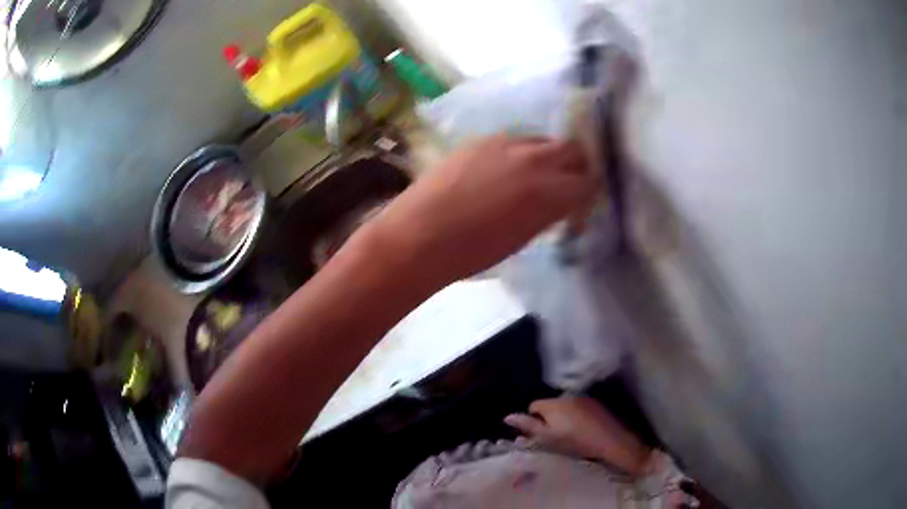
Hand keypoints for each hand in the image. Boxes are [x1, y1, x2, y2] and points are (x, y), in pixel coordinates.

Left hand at [366, 135, 596, 285]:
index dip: (588, 192)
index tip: (582, 202)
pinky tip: (506, 170)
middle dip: (576, 166)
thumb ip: (548, 213)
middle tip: (566, 184)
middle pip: (572, 149)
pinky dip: (521, 153)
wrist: (419, 236)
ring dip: (548, 156)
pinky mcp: (482, 139)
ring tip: (535, 176)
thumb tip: (559, 203)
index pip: (587, 181)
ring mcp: (506, 143)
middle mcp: (533, 159)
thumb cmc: (471, 253)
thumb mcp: (523, 238)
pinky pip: (515, 140)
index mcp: (548, 191)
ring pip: (543, 141)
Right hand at [505, 396, 650, 475]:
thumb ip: (528, 426)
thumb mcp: (548, 438)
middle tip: (552, 437)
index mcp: (554, 404)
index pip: (534, 406)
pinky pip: (579, 408)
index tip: (538, 435)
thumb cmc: (575, 442)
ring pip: (565, 406)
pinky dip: (576, 416)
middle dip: (547, 418)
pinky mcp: (597, 404)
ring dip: (562, 417)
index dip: (533, 420)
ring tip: (568, 434)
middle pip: (550, 405)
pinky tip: (582, 430)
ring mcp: (584, 399)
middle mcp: (568, 396)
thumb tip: (507, 417)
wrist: (611, 441)